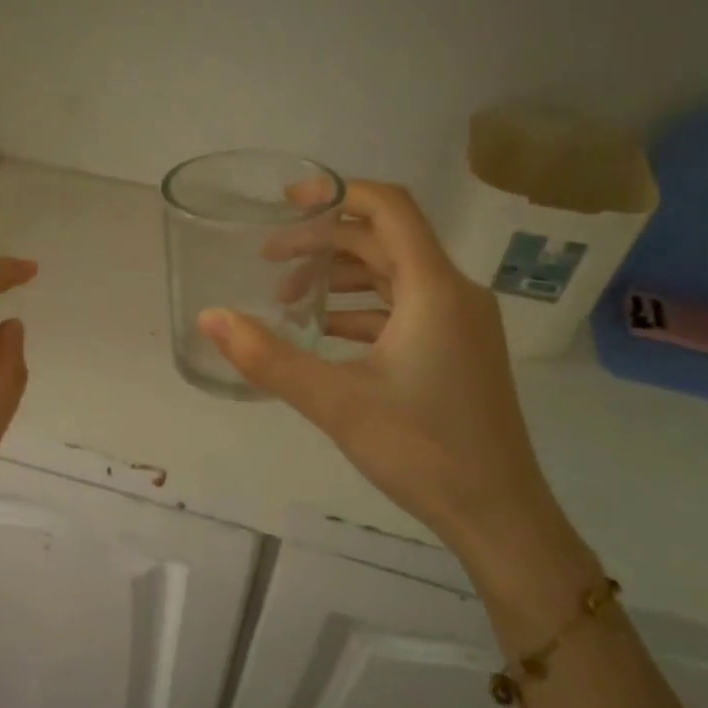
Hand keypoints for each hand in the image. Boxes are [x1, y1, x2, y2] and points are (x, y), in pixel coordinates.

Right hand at [199, 181, 560, 550]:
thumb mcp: (335, 401)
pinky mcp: (457, 350)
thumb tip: (209, 318)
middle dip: (323, 243)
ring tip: (287, 300)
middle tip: (268, 261)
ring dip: (339, 277)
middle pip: (383, 240)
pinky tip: (324, 333)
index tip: (285, 201)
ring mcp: (460, 323)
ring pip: (392, 275)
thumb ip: (268, 357)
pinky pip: (403, 308)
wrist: (498, 514)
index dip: (336, 192)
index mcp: (434, 288)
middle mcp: (454, 293)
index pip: (388, 207)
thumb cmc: (422, 451)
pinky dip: (360, 309)